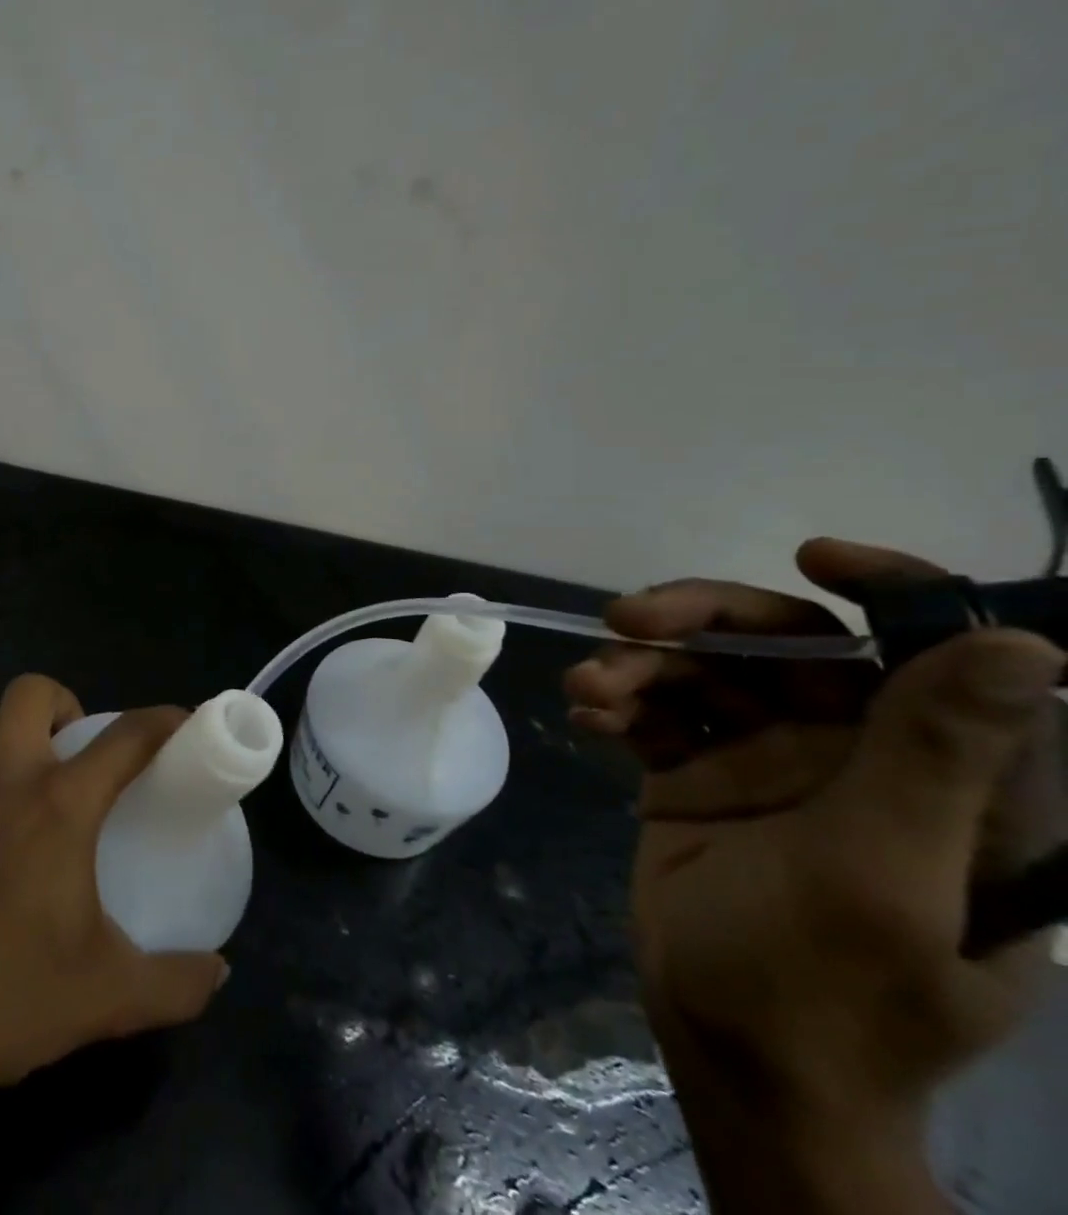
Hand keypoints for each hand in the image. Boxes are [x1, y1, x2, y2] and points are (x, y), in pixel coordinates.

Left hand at [0, 674, 226, 1214]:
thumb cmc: (7, 998)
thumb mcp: (107, 996)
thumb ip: (175, 983)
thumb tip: (218, 973)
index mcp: (57, 805)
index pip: (123, 738)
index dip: (162, 721)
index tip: (184, 723)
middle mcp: (3, 781)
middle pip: (31, 693)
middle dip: (68, 704)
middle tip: (89, 756)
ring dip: (25, 733)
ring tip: (50, 789)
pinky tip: (5, 839)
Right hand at [565, 539, 1064, 1214]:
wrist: (731, 1051)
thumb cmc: (826, 984)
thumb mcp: (885, 874)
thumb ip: (937, 762)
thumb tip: (1021, 645)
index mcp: (945, 779)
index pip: (937, 655)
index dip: (891, 590)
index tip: (810, 557)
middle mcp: (859, 755)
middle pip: (787, 647)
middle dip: (703, 620)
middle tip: (624, 618)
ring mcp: (768, 762)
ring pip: (705, 673)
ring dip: (640, 666)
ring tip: (589, 689)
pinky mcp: (698, 774)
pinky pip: (656, 713)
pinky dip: (619, 704)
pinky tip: (587, 717)